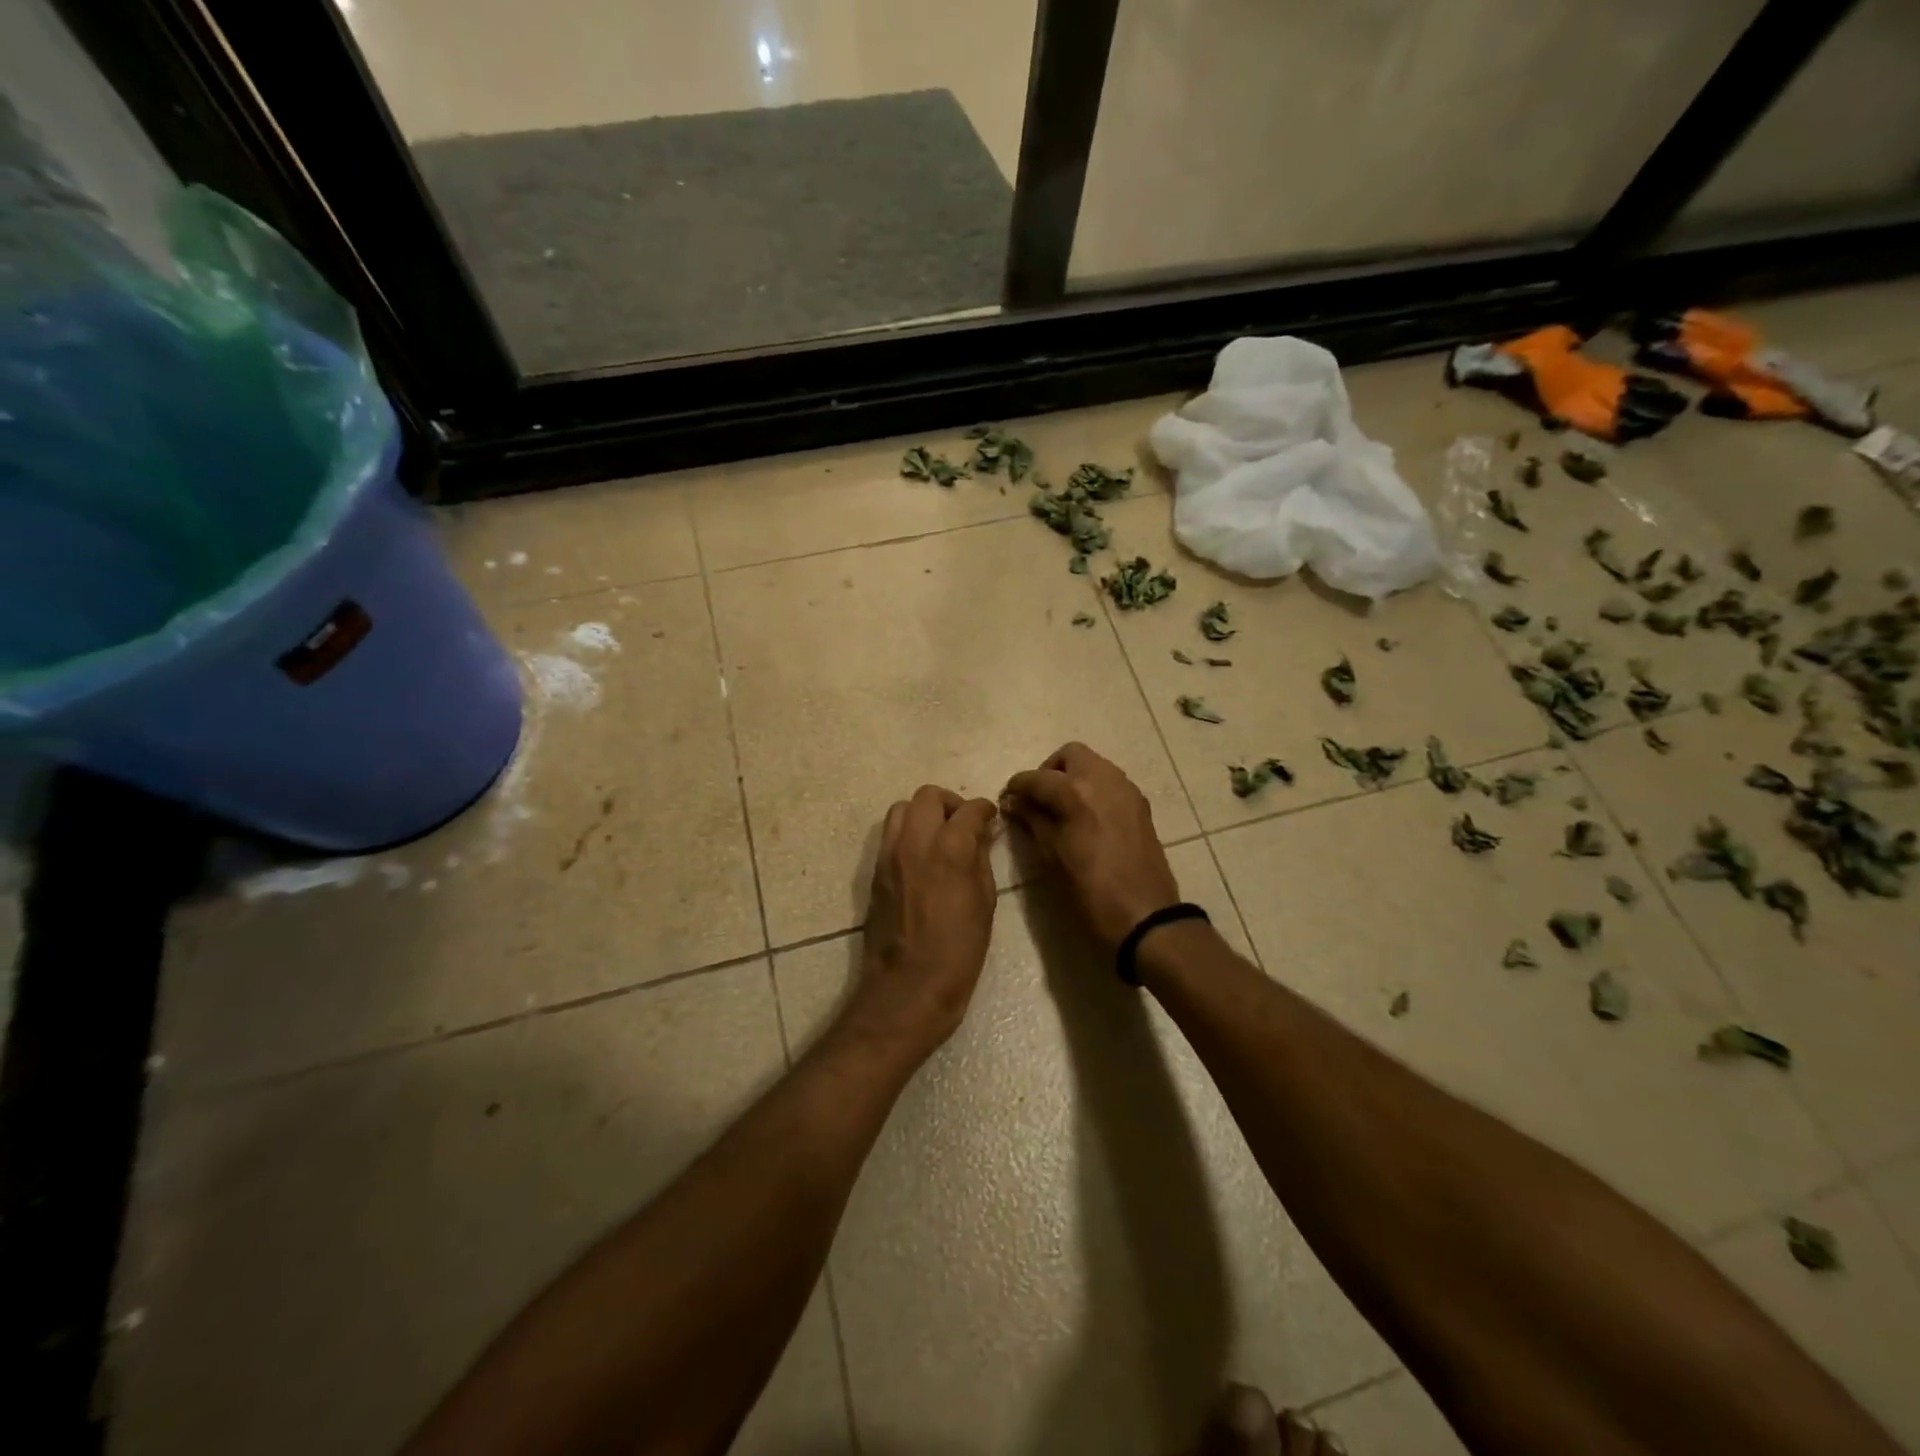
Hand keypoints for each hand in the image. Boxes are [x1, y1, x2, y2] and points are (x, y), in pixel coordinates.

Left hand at [845, 785, 999, 1063]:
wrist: (908, 987)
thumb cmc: (958, 952)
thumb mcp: (984, 904)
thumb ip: (981, 860)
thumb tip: (981, 835)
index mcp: (949, 850)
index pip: (969, 809)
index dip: (985, 810)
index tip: (991, 819)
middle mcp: (915, 842)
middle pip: (928, 796)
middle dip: (951, 803)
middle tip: (965, 825)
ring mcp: (889, 855)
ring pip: (901, 809)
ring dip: (923, 814)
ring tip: (940, 837)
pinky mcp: (875, 872)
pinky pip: (890, 835)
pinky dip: (907, 833)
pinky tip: (923, 858)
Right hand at [1002, 743, 1181, 949]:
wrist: (1145, 915)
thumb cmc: (1089, 890)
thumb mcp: (1051, 856)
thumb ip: (1032, 821)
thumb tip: (1014, 802)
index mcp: (1075, 793)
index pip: (1036, 777)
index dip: (1017, 786)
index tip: (1008, 799)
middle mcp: (1103, 779)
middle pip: (1070, 755)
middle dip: (1049, 771)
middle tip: (1038, 798)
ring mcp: (1126, 789)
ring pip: (1094, 765)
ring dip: (1073, 777)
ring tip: (1060, 808)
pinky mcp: (1140, 804)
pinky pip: (1111, 782)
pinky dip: (1093, 789)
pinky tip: (1085, 818)